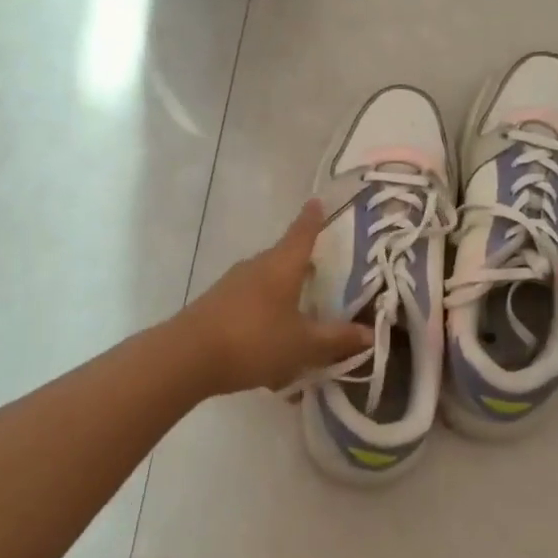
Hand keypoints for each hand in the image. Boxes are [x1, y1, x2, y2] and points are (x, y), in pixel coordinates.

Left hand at [177, 200, 372, 395]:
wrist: (188, 357)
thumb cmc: (254, 341)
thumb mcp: (303, 345)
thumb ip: (337, 338)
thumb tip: (370, 333)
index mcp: (281, 266)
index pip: (302, 234)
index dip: (313, 219)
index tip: (317, 201)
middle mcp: (256, 267)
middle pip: (284, 258)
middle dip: (302, 265)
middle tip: (322, 273)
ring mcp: (232, 284)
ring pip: (266, 283)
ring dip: (283, 295)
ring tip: (300, 318)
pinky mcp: (216, 304)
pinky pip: (250, 303)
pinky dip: (266, 317)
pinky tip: (271, 348)